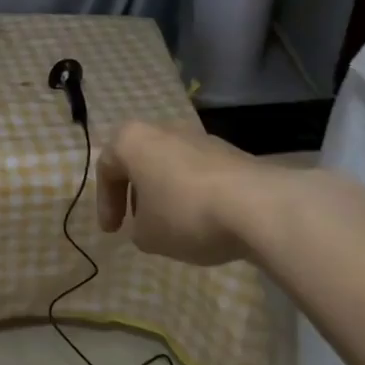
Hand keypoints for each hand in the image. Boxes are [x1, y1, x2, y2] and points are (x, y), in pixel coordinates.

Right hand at [96, 120, 280, 265]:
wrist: (259, 206)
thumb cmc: (186, 214)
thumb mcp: (148, 235)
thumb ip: (138, 229)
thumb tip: (148, 225)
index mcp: (131, 140)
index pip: (106, 169)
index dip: (105, 204)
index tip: (113, 232)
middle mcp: (162, 129)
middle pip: (140, 161)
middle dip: (136, 193)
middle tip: (139, 222)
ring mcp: (199, 137)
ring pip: (171, 164)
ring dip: (167, 192)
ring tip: (174, 224)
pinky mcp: (231, 152)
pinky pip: (200, 172)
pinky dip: (194, 193)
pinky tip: (205, 220)